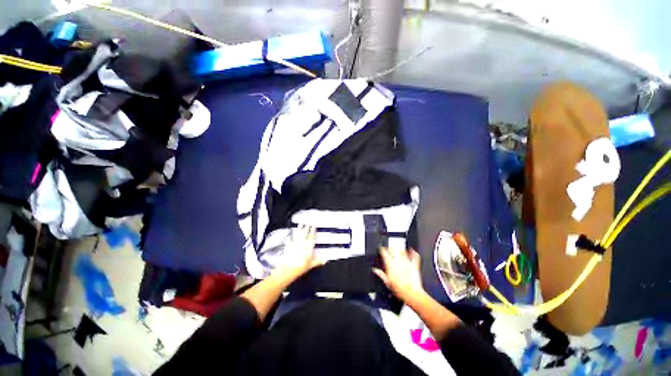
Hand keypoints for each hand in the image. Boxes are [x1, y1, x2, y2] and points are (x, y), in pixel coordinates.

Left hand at [279, 225, 322, 276]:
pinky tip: (290, 233)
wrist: (290, 268)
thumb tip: (325, 260)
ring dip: (299, 228)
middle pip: (305, 233)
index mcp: (309, 246)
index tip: (313, 225)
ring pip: (298, 234)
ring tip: (300, 224)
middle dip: (306, 227)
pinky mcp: (289, 246)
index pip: (312, 236)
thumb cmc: (301, 266)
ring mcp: (295, 243)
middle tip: (307, 222)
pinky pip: (290, 239)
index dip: (313, 230)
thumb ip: (318, 261)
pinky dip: (291, 235)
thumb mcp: (312, 264)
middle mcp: (302, 243)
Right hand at [373, 248, 423, 301]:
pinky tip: (412, 250)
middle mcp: (398, 262)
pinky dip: (413, 253)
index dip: (382, 249)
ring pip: (403, 251)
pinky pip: (414, 257)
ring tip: (398, 249)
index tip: (381, 249)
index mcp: (391, 265)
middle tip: (389, 248)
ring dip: (400, 249)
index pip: (384, 253)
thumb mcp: (387, 283)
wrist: (412, 294)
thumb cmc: (400, 290)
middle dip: (391, 248)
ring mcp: (407, 263)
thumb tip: (375, 270)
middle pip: (393, 250)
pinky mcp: (414, 266)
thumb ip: (381, 275)